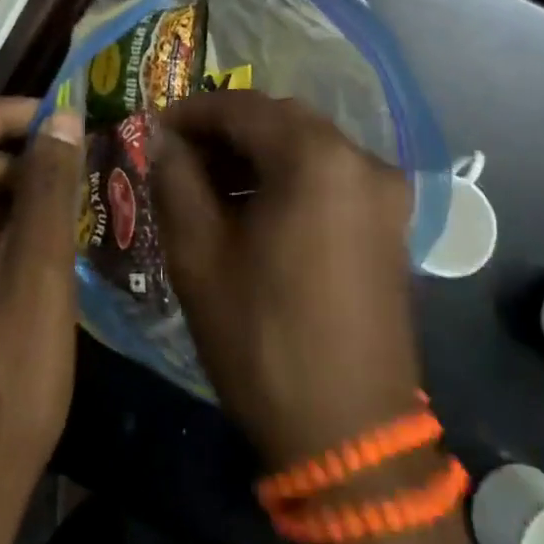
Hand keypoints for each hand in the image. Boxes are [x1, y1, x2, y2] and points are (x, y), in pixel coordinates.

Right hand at [153, 91, 421, 467]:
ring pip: (307, 146)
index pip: (242, 108)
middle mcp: (361, 159)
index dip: (191, 113)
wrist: (349, 435)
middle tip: (177, 156)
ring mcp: (384, 191)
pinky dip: (289, 177)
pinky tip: (253, 206)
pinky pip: (331, 176)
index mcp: (317, 159)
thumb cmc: (262, 340)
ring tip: (208, 183)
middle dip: (225, 131)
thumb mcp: (199, 256)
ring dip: (257, 153)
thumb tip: (161, 137)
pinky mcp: (390, 222)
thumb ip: (175, 179)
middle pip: (280, 120)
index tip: (153, 129)